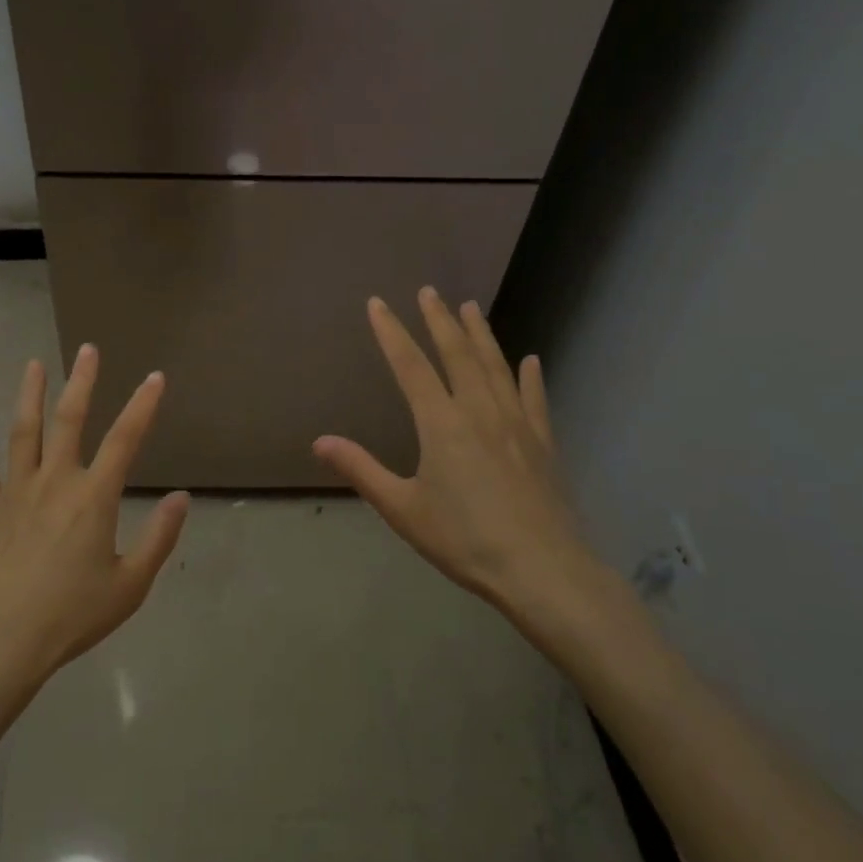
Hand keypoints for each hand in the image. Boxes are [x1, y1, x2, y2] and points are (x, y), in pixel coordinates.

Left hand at [0, 345, 189, 685]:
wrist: (1, 642)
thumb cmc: (71, 616)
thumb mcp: (130, 585)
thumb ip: (159, 538)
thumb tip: (181, 497)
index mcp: (94, 498)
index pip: (125, 440)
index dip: (143, 406)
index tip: (155, 377)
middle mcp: (55, 482)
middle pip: (69, 421)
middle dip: (82, 382)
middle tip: (87, 350)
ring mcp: (16, 492)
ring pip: (24, 433)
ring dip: (30, 396)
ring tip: (34, 365)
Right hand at [314, 290, 610, 644]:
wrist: (542, 570)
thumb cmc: (464, 540)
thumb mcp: (402, 508)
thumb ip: (361, 469)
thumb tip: (319, 441)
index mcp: (441, 423)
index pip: (410, 366)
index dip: (392, 332)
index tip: (378, 303)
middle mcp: (479, 411)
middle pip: (457, 354)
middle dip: (439, 320)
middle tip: (430, 291)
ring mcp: (516, 424)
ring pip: (496, 367)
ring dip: (481, 335)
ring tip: (471, 307)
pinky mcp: (543, 443)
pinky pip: (534, 400)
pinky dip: (530, 377)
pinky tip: (530, 361)